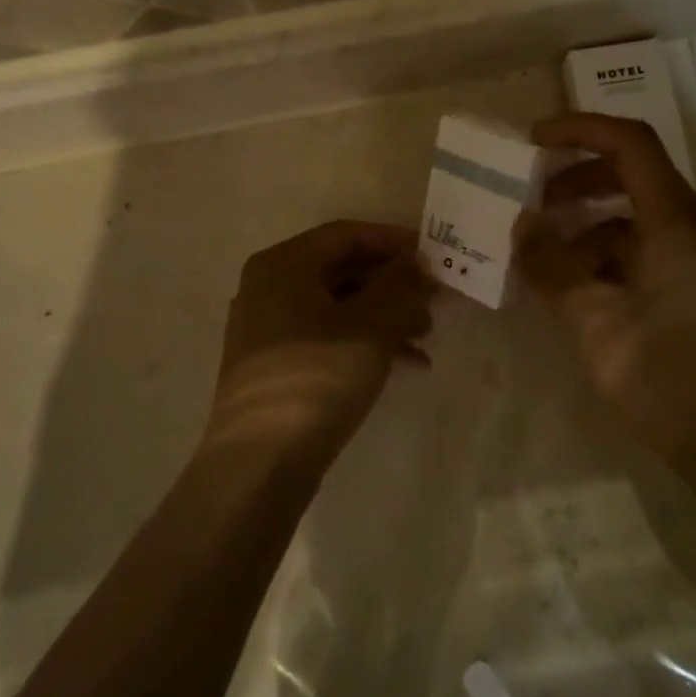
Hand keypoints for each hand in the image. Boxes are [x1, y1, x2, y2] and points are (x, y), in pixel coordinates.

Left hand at [208, 222, 434, 466]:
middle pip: (342, 270)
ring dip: (386, 315)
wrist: (260, 462)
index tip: (433, 254)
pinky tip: (407, 364)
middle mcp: (269, 288)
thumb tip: (417, 264)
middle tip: (435, 298)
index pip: (346, 234)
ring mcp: (268, 329)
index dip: (393, 241)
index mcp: (283, 265)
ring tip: (427, 334)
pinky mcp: (276, 366)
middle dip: (393, 283)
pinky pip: (327, 337)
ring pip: (338, 307)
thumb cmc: (318, 377)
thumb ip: (399, 285)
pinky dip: (366, 342)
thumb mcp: (371, 326)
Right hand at [517, 115, 695, 468]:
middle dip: (576, 180)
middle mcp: (693, 229)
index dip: (580, 131)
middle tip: (529, 198)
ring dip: (585, 224)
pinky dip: (602, 255)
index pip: (631, 146)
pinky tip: (570, 285)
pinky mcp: (692, 285)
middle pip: (632, 176)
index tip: (532, 140)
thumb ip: (551, 268)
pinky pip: (641, 250)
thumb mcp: (594, 323)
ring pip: (633, 217)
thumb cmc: (666, 380)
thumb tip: (519, 226)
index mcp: (678, 225)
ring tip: (540, 252)